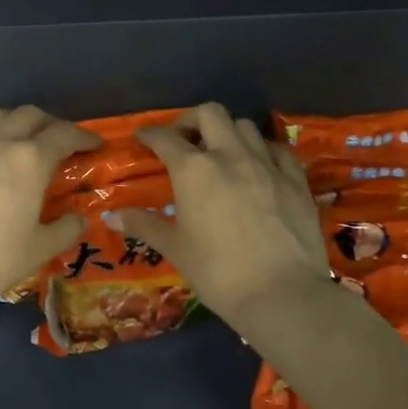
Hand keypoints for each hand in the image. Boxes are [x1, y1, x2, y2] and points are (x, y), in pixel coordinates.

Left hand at [0, 106, 101, 313]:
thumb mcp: (39, 250)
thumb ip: (65, 229)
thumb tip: (79, 218)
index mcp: (30, 161)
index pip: (64, 135)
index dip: (83, 136)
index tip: (94, 145)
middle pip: (29, 115)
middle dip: (49, 124)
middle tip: (56, 142)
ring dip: (12, 121)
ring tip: (16, 138)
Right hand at [111, 102, 342, 323]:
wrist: (283, 295)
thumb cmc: (218, 272)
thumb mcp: (175, 249)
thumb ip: (144, 225)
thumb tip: (111, 216)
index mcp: (193, 170)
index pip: (165, 138)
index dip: (150, 134)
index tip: (143, 138)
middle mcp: (230, 155)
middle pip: (209, 113)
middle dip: (191, 119)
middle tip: (183, 139)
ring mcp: (267, 165)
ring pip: (245, 126)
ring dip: (227, 132)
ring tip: (221, 153)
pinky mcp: (296, 180)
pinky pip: (277, 150)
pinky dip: (262, 151)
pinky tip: (258, 168)